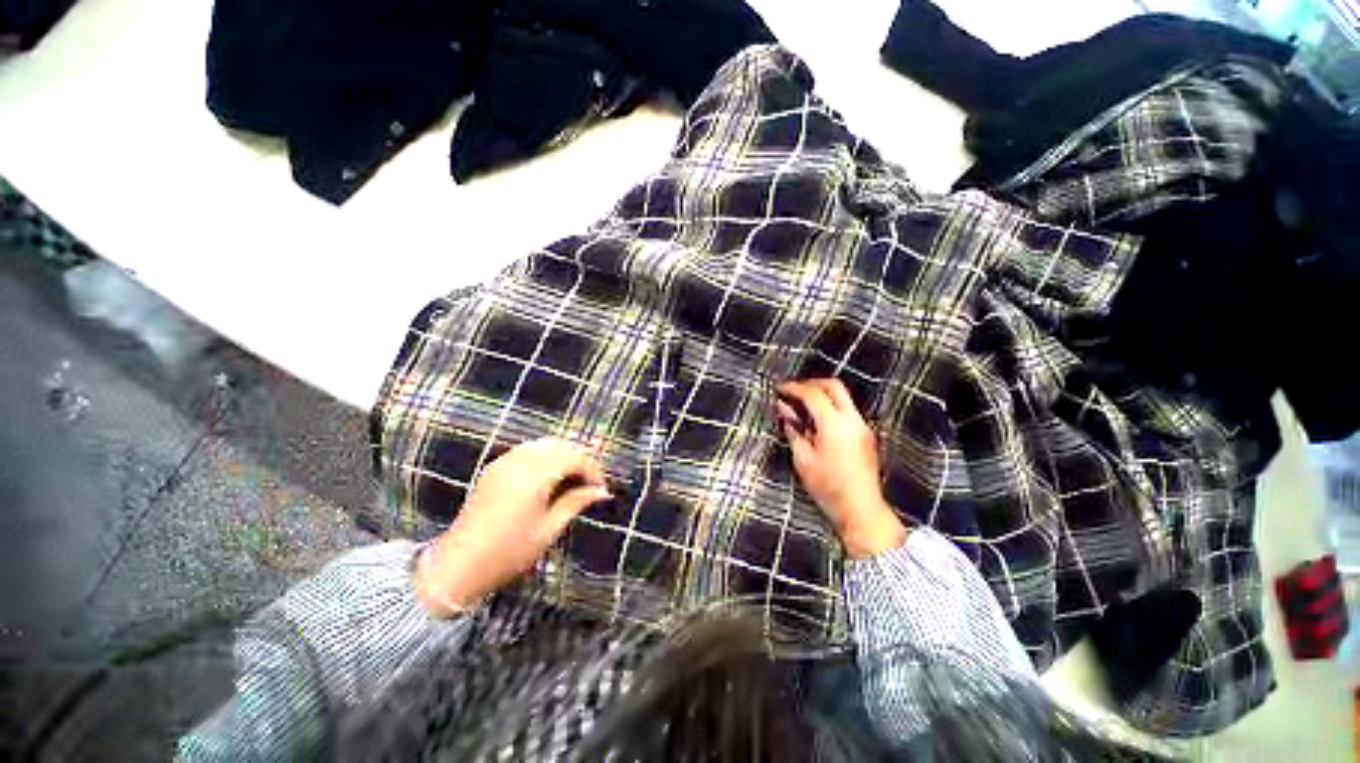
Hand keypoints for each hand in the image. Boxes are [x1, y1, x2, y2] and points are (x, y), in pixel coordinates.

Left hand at [414, 437, 611, 616]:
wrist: (457, 566)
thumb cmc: (508, 552)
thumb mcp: (549, 529)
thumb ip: (576, 503)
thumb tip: (602, 492)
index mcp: (535, 476)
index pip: (575, 458)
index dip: (593, 470)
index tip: (600, 489)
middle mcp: (520, 461)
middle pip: (561, 446)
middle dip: (580, 460)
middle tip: (589, 483)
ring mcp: (504, 461)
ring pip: (544, 444)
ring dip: (563, 456)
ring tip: (572, 479)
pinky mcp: (494, 467)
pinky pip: (528, 450)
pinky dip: (545, 456)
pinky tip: (549, 476)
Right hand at [775, 379, 905, 558]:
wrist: (861, 510)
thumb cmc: (828, 488)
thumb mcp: (802, 458)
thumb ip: (793, 429)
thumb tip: (784, 409)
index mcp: (834, 425)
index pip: (812, 394)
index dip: (793, 388)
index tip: (779, 389)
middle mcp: (852, 420)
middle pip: (833, 386)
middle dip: (811, 383)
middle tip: (792, 390)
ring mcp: (862, 426)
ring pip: (842, 396)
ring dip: (821, 394)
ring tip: (801, 405)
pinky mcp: (865, 435)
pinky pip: (846, 409)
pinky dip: (830, 406)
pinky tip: (816, 420)